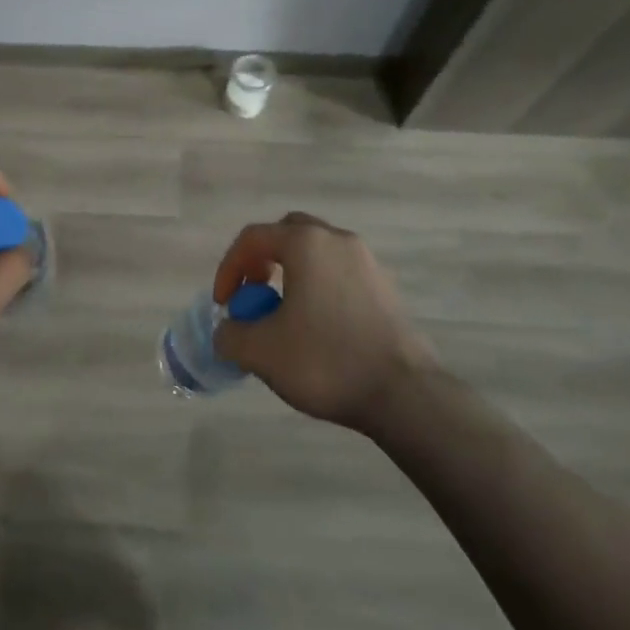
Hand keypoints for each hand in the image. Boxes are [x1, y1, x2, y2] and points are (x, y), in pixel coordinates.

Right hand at [212, 212, 435, 430]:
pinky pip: (340, 274)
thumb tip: (228, 330)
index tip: (223, 304)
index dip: (229, 268)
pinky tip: (317, 328)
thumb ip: (231, 334)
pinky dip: (319, 288)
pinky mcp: (386, 289)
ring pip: (317, 254)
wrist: (406, 395)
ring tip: (283, 314)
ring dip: (292, 274)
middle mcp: (338, 240)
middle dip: (262, 259)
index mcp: (305, 243)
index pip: (253, 238)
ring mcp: (367, 262)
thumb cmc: (327, 362)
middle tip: (254, 292)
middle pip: (288, 234)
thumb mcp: (261, 352)